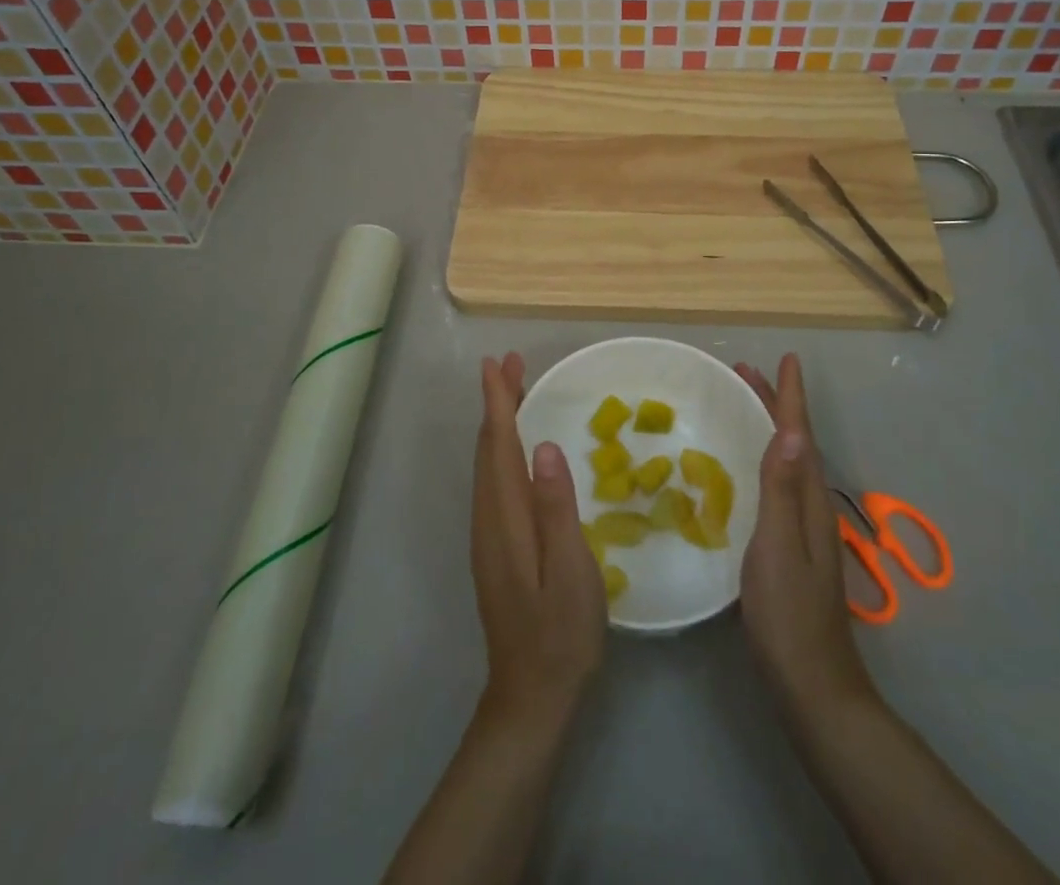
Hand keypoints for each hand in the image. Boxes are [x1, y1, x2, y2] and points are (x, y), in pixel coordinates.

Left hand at [470, 353, 606, 728]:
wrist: (530, 695)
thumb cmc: (560, 634)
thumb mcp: (571, 572)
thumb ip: (557, 508)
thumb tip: (542, 446)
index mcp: (506, 517)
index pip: (499, 445)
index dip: (498, 401)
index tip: (497, 363)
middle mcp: (488, 518)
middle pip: (488, 448)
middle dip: (496, 402)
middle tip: (510, 363)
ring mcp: (488, 534)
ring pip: (488, 464)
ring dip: (498, 423)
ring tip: (514, 392)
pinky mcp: (494, 547)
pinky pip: (494, 481)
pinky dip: (501, 449)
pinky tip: (517, 449)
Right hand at [735, 355, 873, 721]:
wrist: (812, 685)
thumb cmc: (788, 614)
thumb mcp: (777, 546)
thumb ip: (782, 489)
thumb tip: (793, 430)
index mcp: (809, 501)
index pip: (802, 436)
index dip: (792, 398)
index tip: (786, 359)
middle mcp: (812, 508)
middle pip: (796, 443)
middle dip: (776, 404)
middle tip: (747, 373)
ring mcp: (805, 530)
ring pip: (789, 462)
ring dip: (771, 428)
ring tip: (747, 406)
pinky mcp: (793, 548)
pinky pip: (780, 484)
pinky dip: (766, 459)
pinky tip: (749, 469)